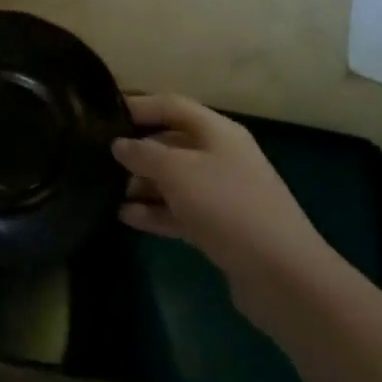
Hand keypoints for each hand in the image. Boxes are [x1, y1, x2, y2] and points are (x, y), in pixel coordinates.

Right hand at [113, 95, 342, 318]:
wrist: (282, 275)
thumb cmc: (227, 207)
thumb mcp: (177, 171)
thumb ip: (143, 153)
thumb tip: (119, 144)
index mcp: (217, 132)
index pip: (171, 106)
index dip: (138, 106)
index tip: (103, 114)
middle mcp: (221, 156)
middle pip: (171, 142)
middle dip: (137, 150)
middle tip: (99, 159)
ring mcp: (222, 193)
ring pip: (173, 180)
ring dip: (142, 184)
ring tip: (107, 191)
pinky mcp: (220, 227)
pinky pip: (180, 211)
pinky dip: (155, 212)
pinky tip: (126, 217)